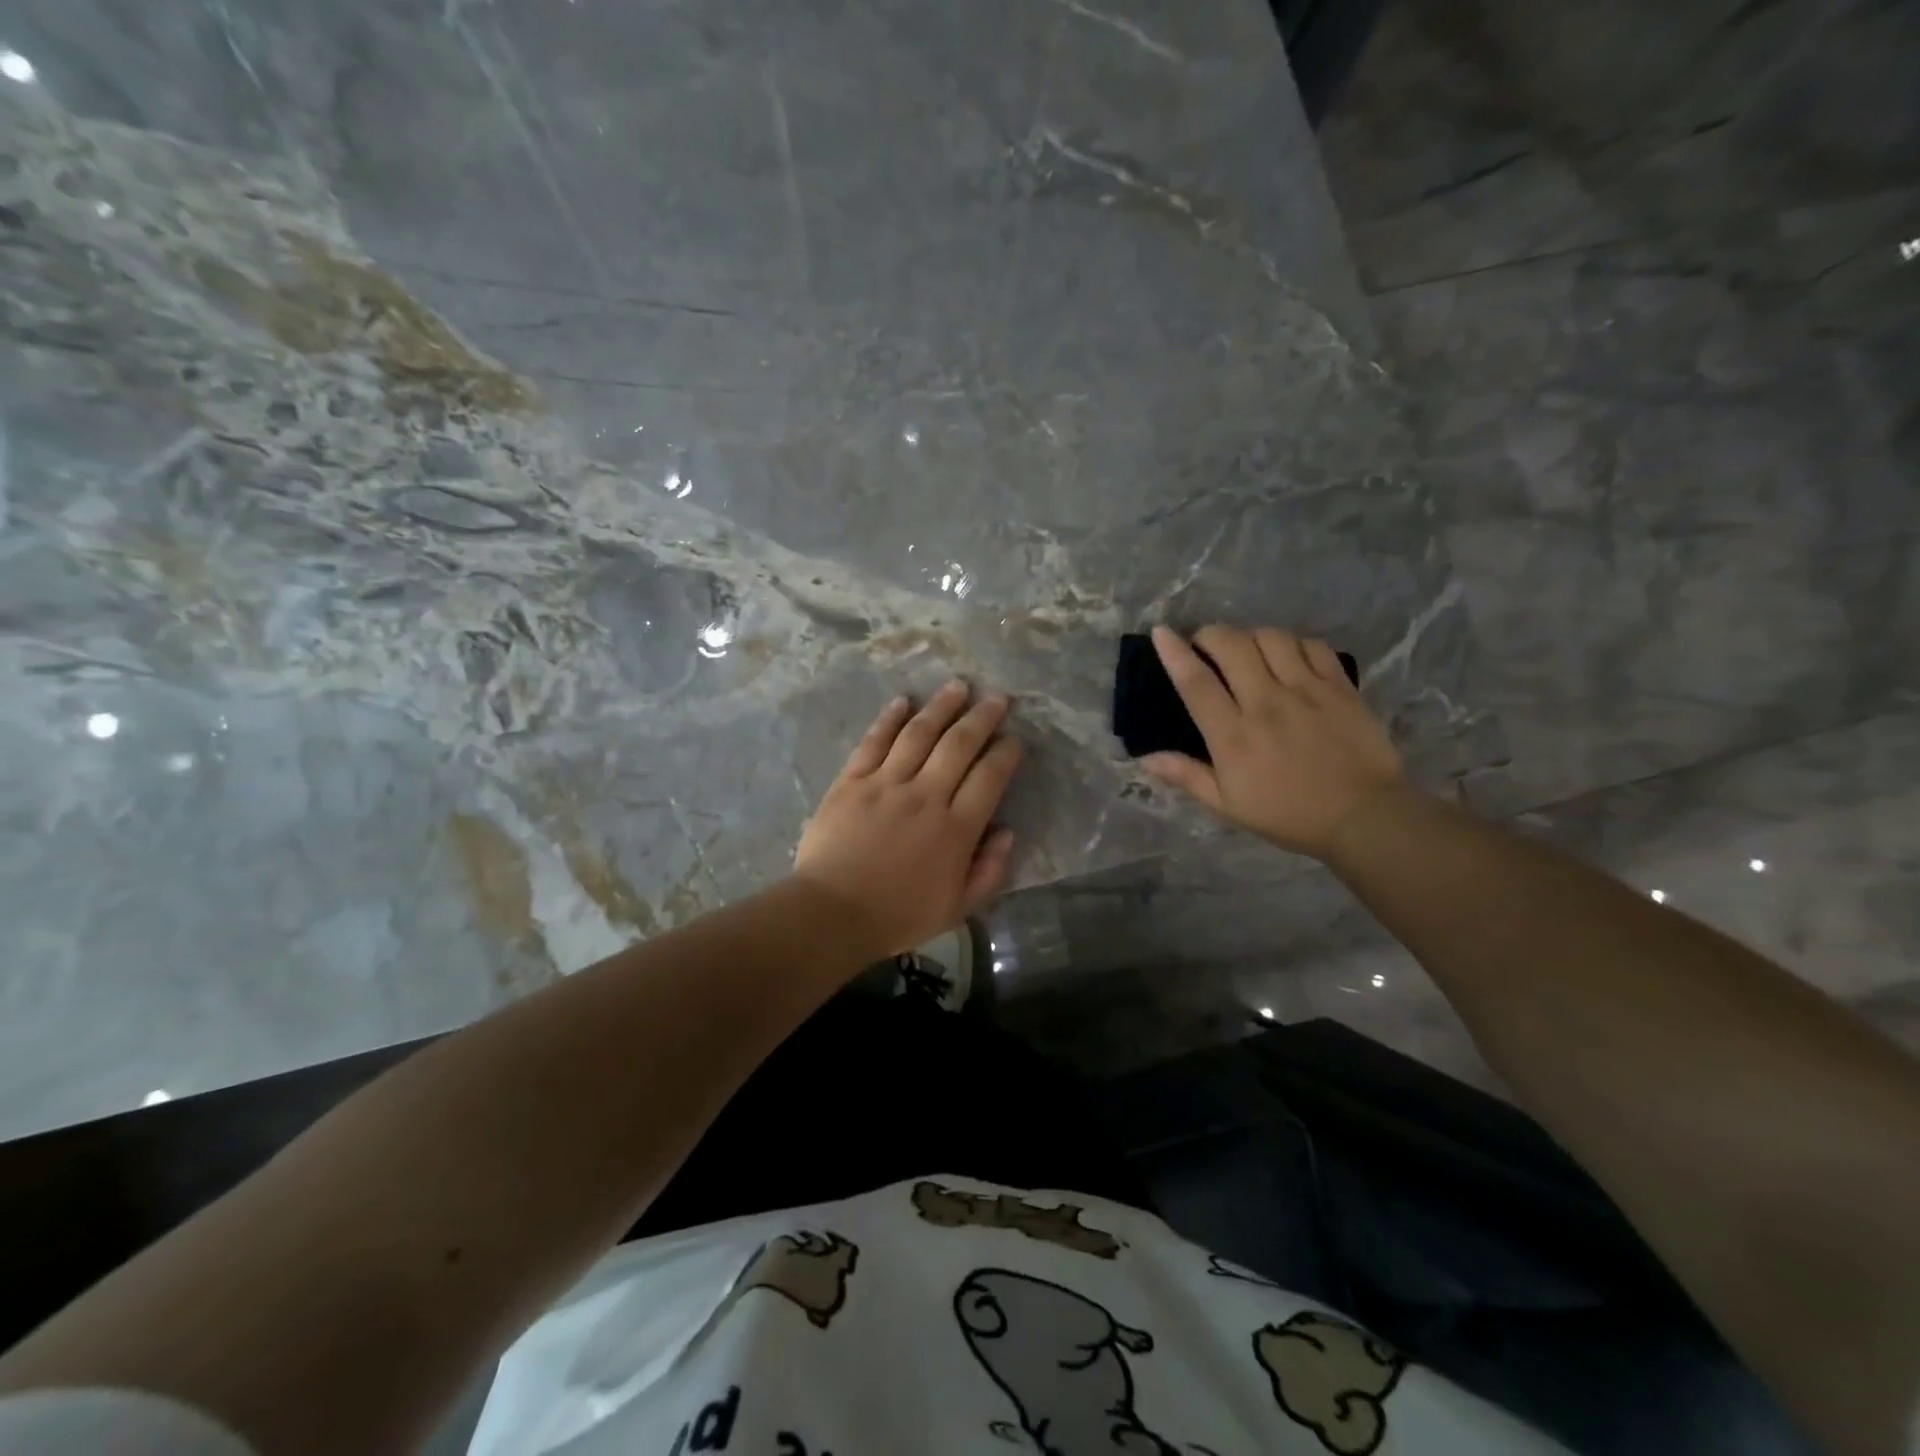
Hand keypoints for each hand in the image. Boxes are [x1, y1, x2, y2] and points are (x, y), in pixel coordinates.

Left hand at [793, 681, 1022, 958]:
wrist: (831, 913)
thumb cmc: (897, 915)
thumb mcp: (957, 908)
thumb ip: (989, 871)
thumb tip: (1007, 832)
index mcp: (955, 829)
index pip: (990, 778)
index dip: (1006, 754)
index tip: (1014, 739)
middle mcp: (925, 796)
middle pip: (959, 745)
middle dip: (983, 717)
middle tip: (998, 698)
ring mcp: (886, 784)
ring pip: (919, 733)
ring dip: (942, 706)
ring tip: (958, 686)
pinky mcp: (852, 781)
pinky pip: (874, 742)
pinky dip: (889, 718)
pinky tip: (903, 701)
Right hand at [1142, 624, 1405, 859]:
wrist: (1363, 817)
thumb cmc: (1288, 815)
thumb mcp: (1228, 805)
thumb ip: (1187, 776)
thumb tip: (1147, 758)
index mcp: (1233, 736)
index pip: (1196, 683)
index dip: (1174, 653)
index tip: (1161, 632)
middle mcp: (1266, 704)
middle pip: (1231, 645)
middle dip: (1211, 635)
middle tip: (1206, 645)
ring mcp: (1306, 691)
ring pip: (1271, 638)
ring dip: (1251, 637)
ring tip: (1249, 651)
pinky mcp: (1340, 686)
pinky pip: (1312, 645)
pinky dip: (1293, 644)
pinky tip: (1289, 657)